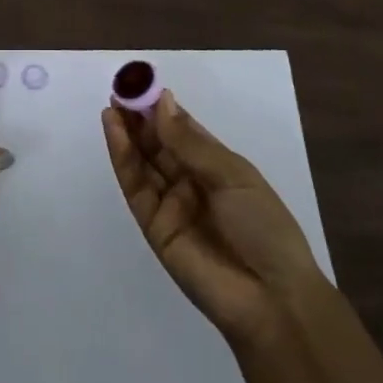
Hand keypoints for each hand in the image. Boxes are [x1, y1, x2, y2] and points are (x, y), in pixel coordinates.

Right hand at [102, 90, 327, 349]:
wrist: (271, 299)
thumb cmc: (263, 227)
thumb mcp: (233, 175)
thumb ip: (190, 142)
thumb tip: (161, 102)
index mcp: (218, 167)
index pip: (183, 130)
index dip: (162, 108)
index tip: (141, 83)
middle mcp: (191, 182)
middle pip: (158, 144)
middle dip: (138, 117)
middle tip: (118, 90)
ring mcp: (171, 204)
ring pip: (143, 162)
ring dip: (126, 134)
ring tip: (111, 105)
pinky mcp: (154, 226)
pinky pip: (136, 187)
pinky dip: (123, 158)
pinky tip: (114, 132)